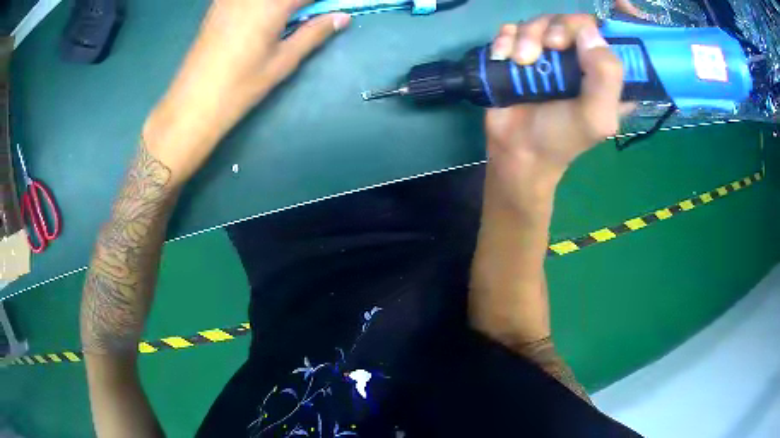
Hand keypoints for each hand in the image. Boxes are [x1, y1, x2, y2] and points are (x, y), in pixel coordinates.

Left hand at [143, 0, 350, 184]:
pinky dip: (262, 5)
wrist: (194, 102)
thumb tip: (342, 17)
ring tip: (286, 20)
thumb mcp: (283, 61)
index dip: (325, 1)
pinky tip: (260, 16)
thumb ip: (314, 32)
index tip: (333, 9)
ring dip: (283, 4)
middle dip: (302, 3)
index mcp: (272, 4)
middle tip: (307, 16)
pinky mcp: (218, 4)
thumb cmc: (241, 85)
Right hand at [484, 15, 626, 211]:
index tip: (591, 29)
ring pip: (541, 21)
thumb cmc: (561, 138)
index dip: (605, 23)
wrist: (517, 150)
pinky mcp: (520, 50)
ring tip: (520, 61)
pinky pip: (513, 28)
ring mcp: (548, 52)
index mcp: (606, 73)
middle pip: (572, 21)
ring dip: (527, 36)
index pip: (612, 34)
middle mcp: (580, 57)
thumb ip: (606, 76)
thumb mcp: (597, 117)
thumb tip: (588, 31)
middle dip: (557, 28)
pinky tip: (503, 57)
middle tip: (548, 48)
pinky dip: (506, 38)